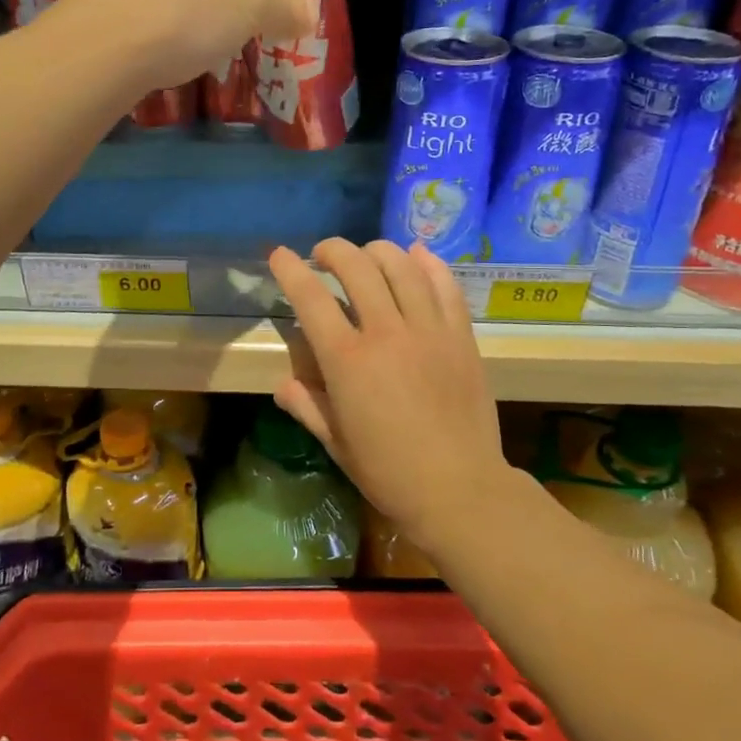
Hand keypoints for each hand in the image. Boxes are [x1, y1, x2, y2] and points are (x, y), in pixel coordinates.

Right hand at [268, 238, 507, 544]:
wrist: (461, 490)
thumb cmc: (389, 472)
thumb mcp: (336, 443)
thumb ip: (306, 406)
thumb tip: (284, 383)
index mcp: (348, 361)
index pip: (311, 298)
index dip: (290, 270)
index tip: (279, 255)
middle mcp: (387, 333)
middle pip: (357, 267)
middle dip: (333, 250)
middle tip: (323, 255)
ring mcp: (429, 330)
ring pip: (402, 266)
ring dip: (377, 250)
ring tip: (366, 255)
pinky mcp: (461, 336)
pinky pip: (445, 285)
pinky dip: (428, 263)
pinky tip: (416, 255)